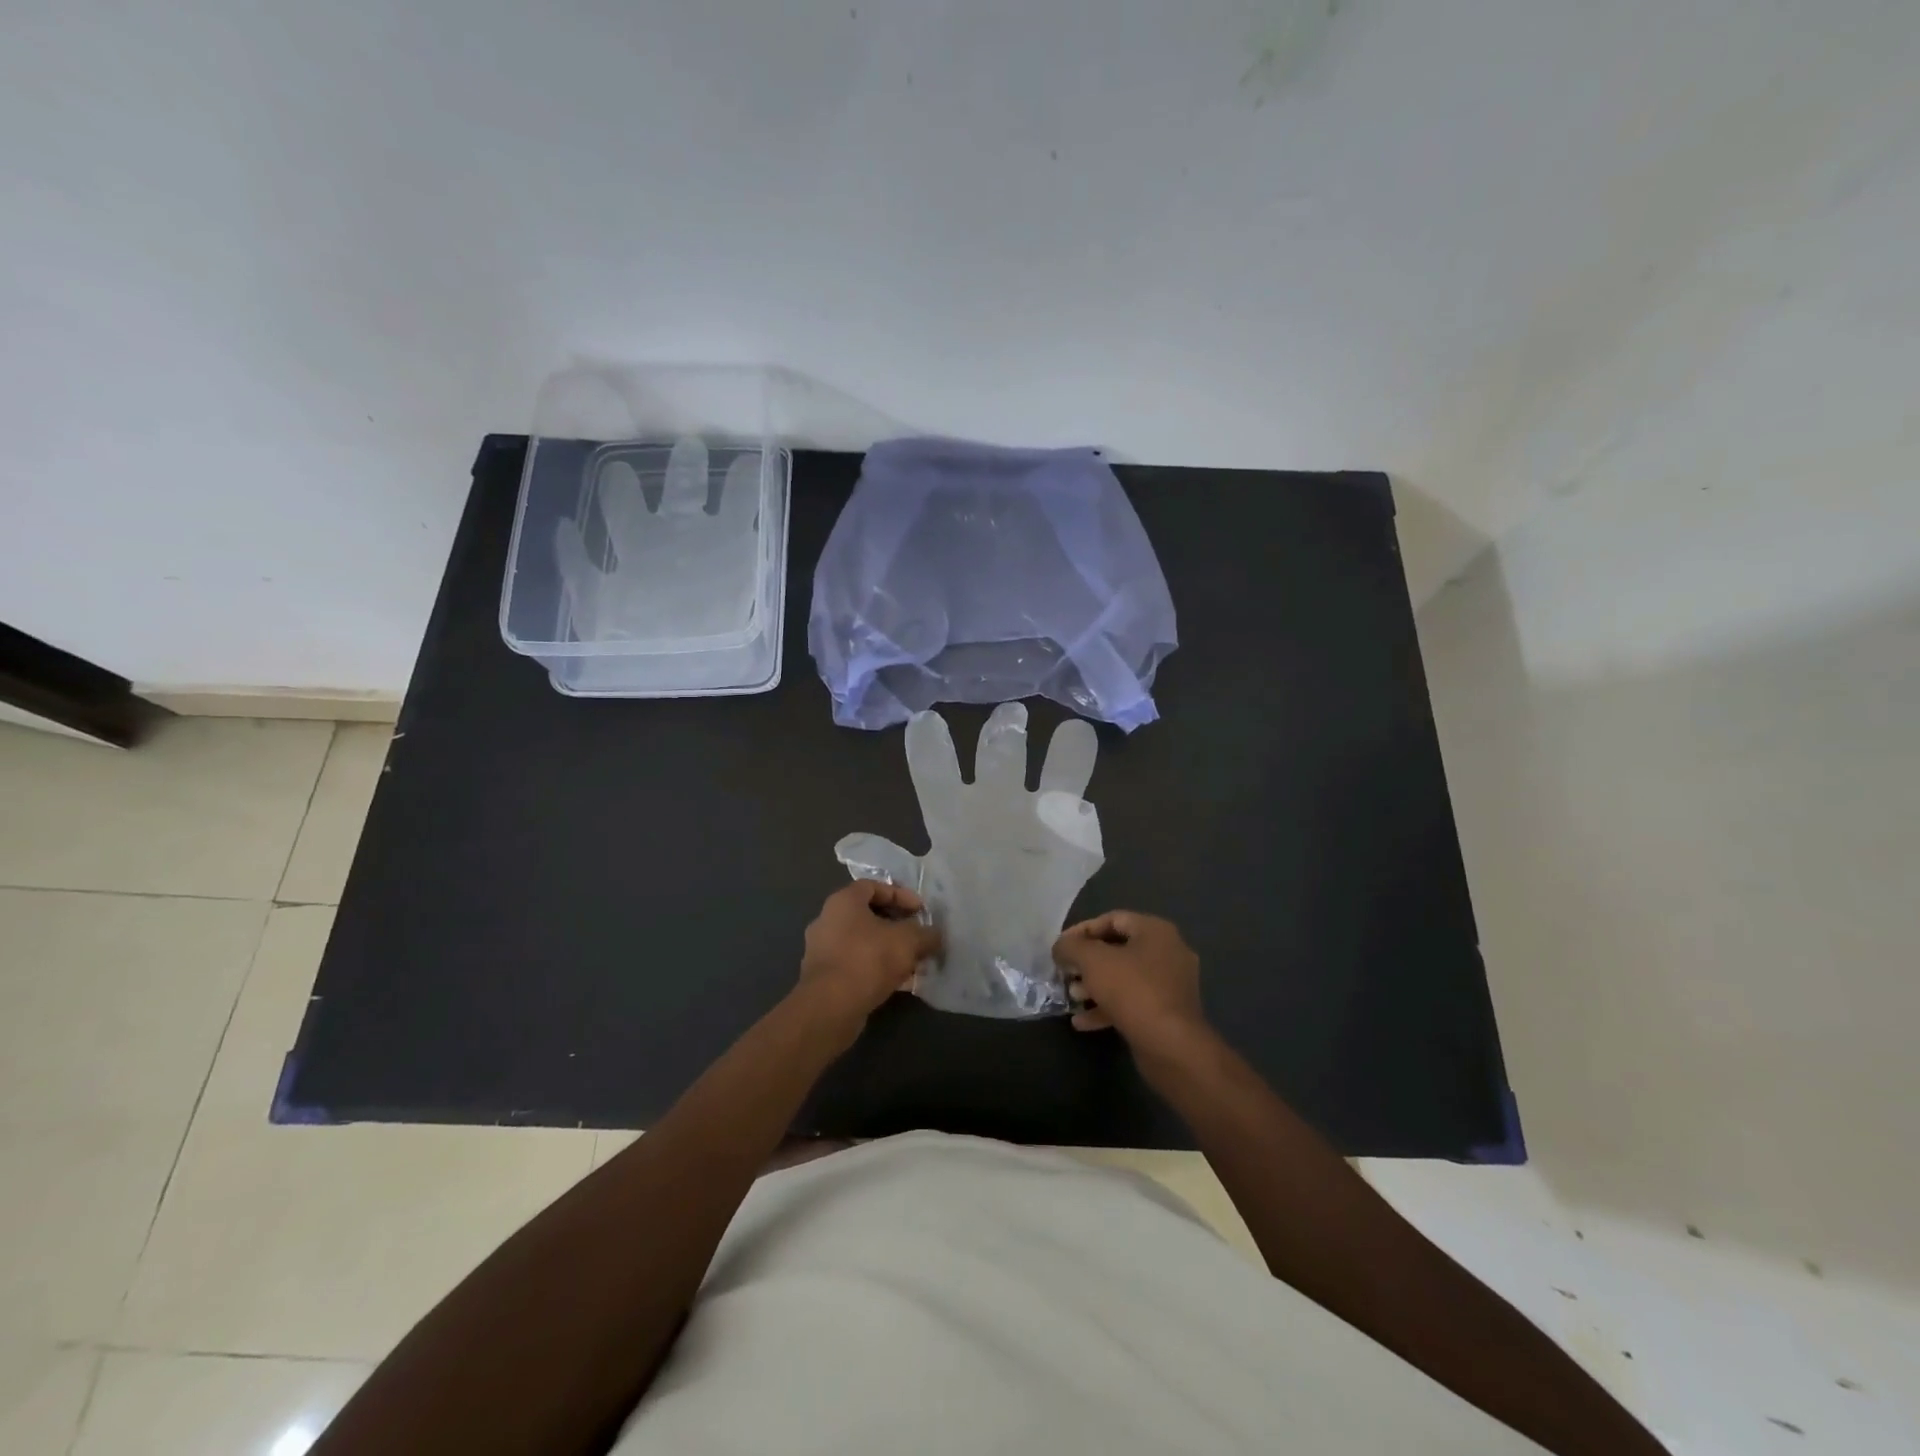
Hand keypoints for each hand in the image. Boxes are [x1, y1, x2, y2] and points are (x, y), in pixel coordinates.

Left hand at [796, 880, 942, 1041]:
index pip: (873, 886)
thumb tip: (935, 936)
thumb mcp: (908, 941)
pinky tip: (898, 982)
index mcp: (843, 901)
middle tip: (917, 936)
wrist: (830, 1007)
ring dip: (887, 949)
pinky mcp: (823, 977)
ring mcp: (822, 950)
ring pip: (862, 942)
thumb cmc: (868, 959)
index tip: (920, 911)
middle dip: (896, 925)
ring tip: (912, 961)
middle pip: (867, 915)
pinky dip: (876, 968)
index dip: (900, 895)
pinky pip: (855, 964)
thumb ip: (925, 934)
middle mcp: (827, 920)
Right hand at [1053, 911, 1208, 1062]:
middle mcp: (1168, 952)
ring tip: (1072, 997)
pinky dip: (1108, 1007)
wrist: (1171, 1046)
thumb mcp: (1093, 961)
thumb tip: (1061, 947)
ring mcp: (1170, 984)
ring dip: (1095, 986)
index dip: (1082, 930)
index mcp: (1155, 931)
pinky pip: (1133, 1002)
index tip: (1060, 947)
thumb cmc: (1132, 990)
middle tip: (1066, 972)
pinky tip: (1082, 1022)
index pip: (1112, 919)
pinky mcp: (1168, 1012)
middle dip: (1087, 962)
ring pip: (1124, 977)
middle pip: (1118, 949)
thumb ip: (1071, 947)